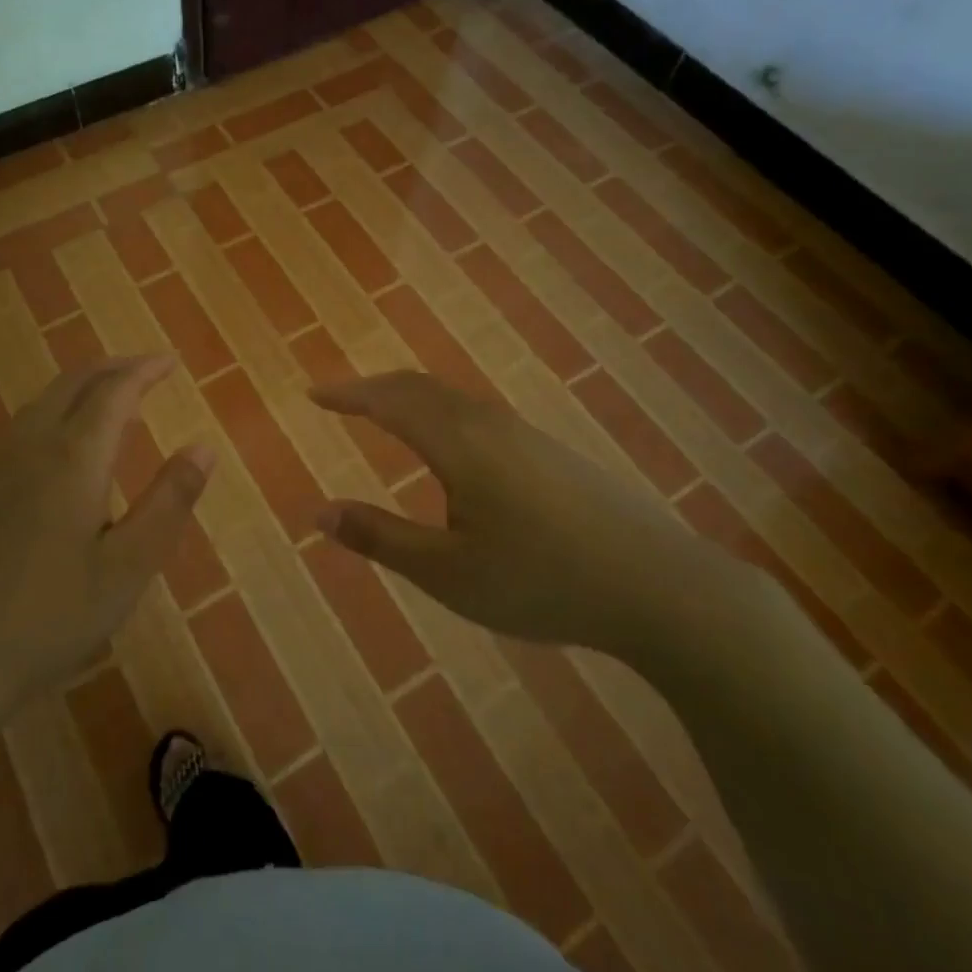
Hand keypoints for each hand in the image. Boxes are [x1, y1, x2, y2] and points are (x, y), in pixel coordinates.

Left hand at [0, 356, 214, 722]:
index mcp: (72, 459)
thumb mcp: (127, 569)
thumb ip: (169, 502)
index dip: (145, 370)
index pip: (114, 391)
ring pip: (37, 407)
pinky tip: (51, 463)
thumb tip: (203, 447)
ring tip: (106, 410)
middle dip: (111, 369)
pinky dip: (47, 423)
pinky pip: (13, 437)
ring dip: (77, 395)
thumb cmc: (46, 621)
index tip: (170, 362)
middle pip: (71, 385)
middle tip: (143, 371)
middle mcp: (26, 448)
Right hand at [311, 371, 753, 663]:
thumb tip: (318, 511)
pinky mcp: (547, 449)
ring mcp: (523, 432)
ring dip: (408, 396)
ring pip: (450, 396)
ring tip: (382, 412)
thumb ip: (380, 537)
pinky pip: (474, 411)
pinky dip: (438, 409)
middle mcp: (486, 422)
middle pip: (419, 387)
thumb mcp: (448, 573)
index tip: (312, 394)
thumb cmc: (541, 580)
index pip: (388, 401)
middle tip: (339, 398)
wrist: (658, 585)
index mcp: (457, 442)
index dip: (347, 394)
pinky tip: (447, 441)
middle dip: (373, 388)